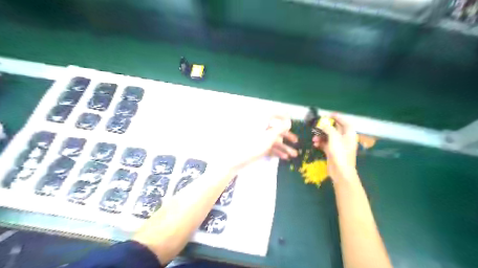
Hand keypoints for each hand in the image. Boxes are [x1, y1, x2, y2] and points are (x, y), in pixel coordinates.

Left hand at [226, 114, 296, 168]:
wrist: (237, 159)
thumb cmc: (253, 145)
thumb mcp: (269, 137)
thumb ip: (280, 128)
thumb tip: (288, 121)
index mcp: (261, 121)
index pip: (273, 114)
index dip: (283, 116)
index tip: (291, 122)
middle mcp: (260, 128)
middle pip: (275, 129)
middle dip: (287, 136)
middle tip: (296, 141)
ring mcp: (258, 138)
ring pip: (273, 139)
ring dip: (284, 147)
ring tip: (294, 155)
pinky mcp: (257, 146)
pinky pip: (268, 146)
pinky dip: (276, 151)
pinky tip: (284, 157)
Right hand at [314, 114, 357, 180]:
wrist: (340, 171)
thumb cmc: (340, 153)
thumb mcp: (334, 138)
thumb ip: (328, 128)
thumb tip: (323, 124)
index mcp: (349, 134)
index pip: (345, 122)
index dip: (338, 117)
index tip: (329, 115)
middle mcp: (345, 139)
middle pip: (335, 129)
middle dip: (326, 127)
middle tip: (317, 125)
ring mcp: (338, 146)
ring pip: (329, 137)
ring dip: (321, 136)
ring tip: (314, 138)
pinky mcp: (333, 152)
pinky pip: (325, 144)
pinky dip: (320, 143)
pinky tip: (315, 144)